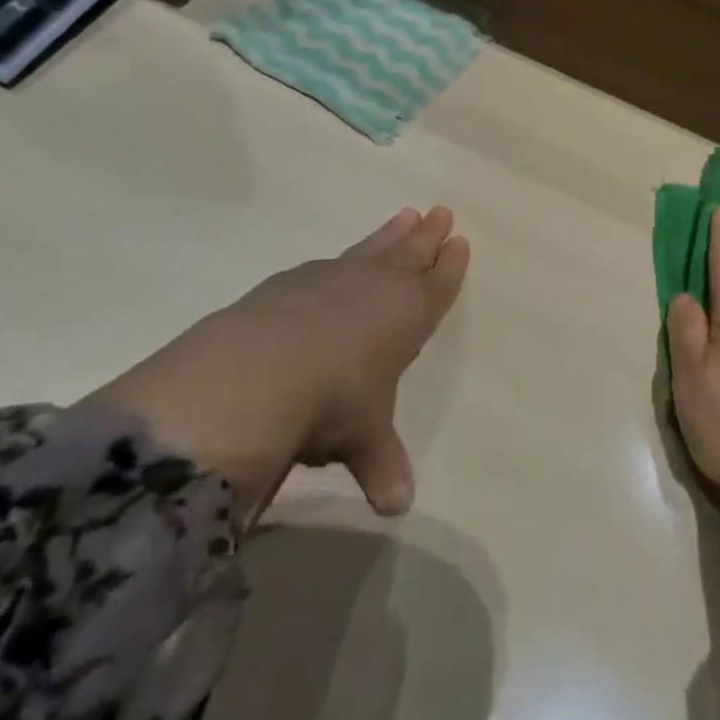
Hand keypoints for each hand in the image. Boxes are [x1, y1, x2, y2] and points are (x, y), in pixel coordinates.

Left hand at [83, 207, 468, 522]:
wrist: (259, 372)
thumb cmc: (334, 402)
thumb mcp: (363, 438)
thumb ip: (381, 464)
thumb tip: (396, 506)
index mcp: (407, 316)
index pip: (437, 285)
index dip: (450, 266)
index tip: (461, 242)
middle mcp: (375, 288)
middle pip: (409, 254)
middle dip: (427, 237)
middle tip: (440, 212)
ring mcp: (332, 279)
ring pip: (372, 249)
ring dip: (390, 235)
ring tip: (404, 215)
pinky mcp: (290, 282)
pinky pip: (329, 263)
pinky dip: (342, 259)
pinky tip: (336, 262)